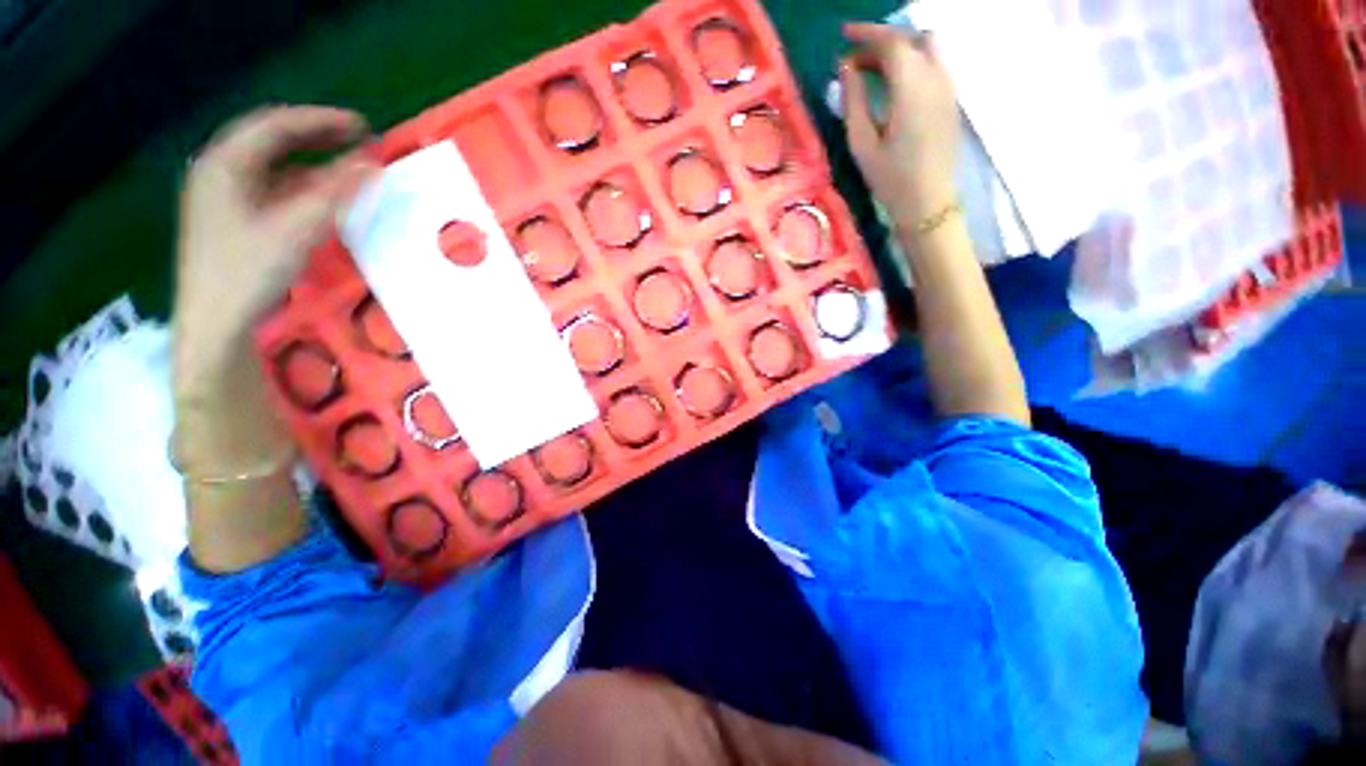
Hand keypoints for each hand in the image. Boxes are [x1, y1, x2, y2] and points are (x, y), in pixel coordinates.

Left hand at [175, 106, 377, 370]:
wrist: (216, 322)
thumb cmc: (248, 272)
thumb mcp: (296, 230)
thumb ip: (335, 194)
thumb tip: (372, 164)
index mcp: (225, 164)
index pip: (276, 125)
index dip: (321, 120)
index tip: (363, 127)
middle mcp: (220, 170)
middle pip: (271, 138)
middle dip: (317, 135)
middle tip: (358, 139)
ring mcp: (224, 195)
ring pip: (272, 163)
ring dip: (311, 159)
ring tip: (347, 164)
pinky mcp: (233, 217)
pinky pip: (271, 186)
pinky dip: (301, 183)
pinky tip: (323, 193)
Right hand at [840, 23, 961, 226]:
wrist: (927, 202)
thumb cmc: (890, 178)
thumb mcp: (862, 143)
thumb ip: (854, 101)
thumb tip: (847, 68)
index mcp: (911, 88)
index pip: (892, 42)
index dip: (867, 33)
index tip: (844, 36)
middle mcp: (936, 78)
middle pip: (912, 39)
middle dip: (881, 41)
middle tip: (854, 62)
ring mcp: (948, 87)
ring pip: (927, 48)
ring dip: (899, 49)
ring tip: (874, 72)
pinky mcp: (951, 99)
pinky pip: (934, 64)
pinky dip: (912, 62)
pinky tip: (894, 85)